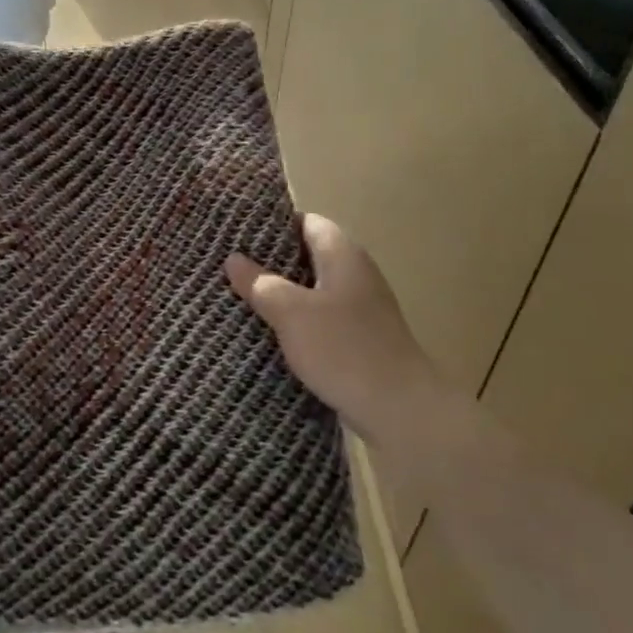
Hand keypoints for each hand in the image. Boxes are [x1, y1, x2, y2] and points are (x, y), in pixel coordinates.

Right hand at [225, 214, 435, 440]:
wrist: (400, 410)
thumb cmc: (343, 349)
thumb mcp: (291, 313)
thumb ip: (261, 282)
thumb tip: (234, 259)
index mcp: (343, 255)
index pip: (308, 222)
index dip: (274, 225)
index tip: (240, 235)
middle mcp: (356, 274)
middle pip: (309, 255)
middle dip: (271, 262)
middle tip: (232, 268)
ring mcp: (361, 308)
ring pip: (312, 289)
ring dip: (282, 294)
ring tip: (241, 299)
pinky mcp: (360, 339)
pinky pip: (321, 318)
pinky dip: (297, 321)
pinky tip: (270, 334)